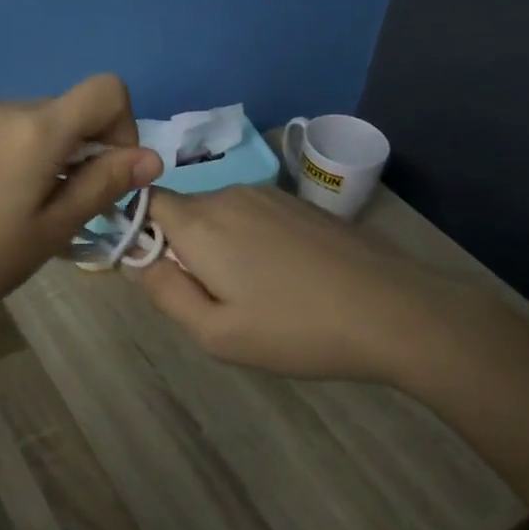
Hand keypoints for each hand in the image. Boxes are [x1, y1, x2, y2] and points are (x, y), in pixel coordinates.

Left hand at [0, 74, 163, 328]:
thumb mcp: (52, 229)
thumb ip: (103, 184)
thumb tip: (152, 157)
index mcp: (37, 127)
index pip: (106, 88)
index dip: (125, 126)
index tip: (109, 175)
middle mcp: (9, 108)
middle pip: (75, 109)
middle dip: (92, 150)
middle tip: (74, 208)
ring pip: (46, 123)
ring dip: (61, 156)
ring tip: (38, 211)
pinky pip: (15, 132)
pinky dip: (32, 156)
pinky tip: (8, 202)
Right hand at [133, 184, 501, 382]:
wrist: (392, 310)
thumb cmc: (296, 329)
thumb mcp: (216, 333)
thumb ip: (164, 292)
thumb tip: (136, 259)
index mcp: (201, 223)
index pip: (146, 203)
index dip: (141, 233)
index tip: (162, 274)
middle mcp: (228, 195)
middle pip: (184, 212)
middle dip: (184, 248)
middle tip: (216, 299)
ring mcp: (268, 195)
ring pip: (220, 215)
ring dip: (220, 246)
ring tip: (256, 293)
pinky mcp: (299, 204)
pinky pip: (253, 215)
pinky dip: (252, 240)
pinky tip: (287, 277)